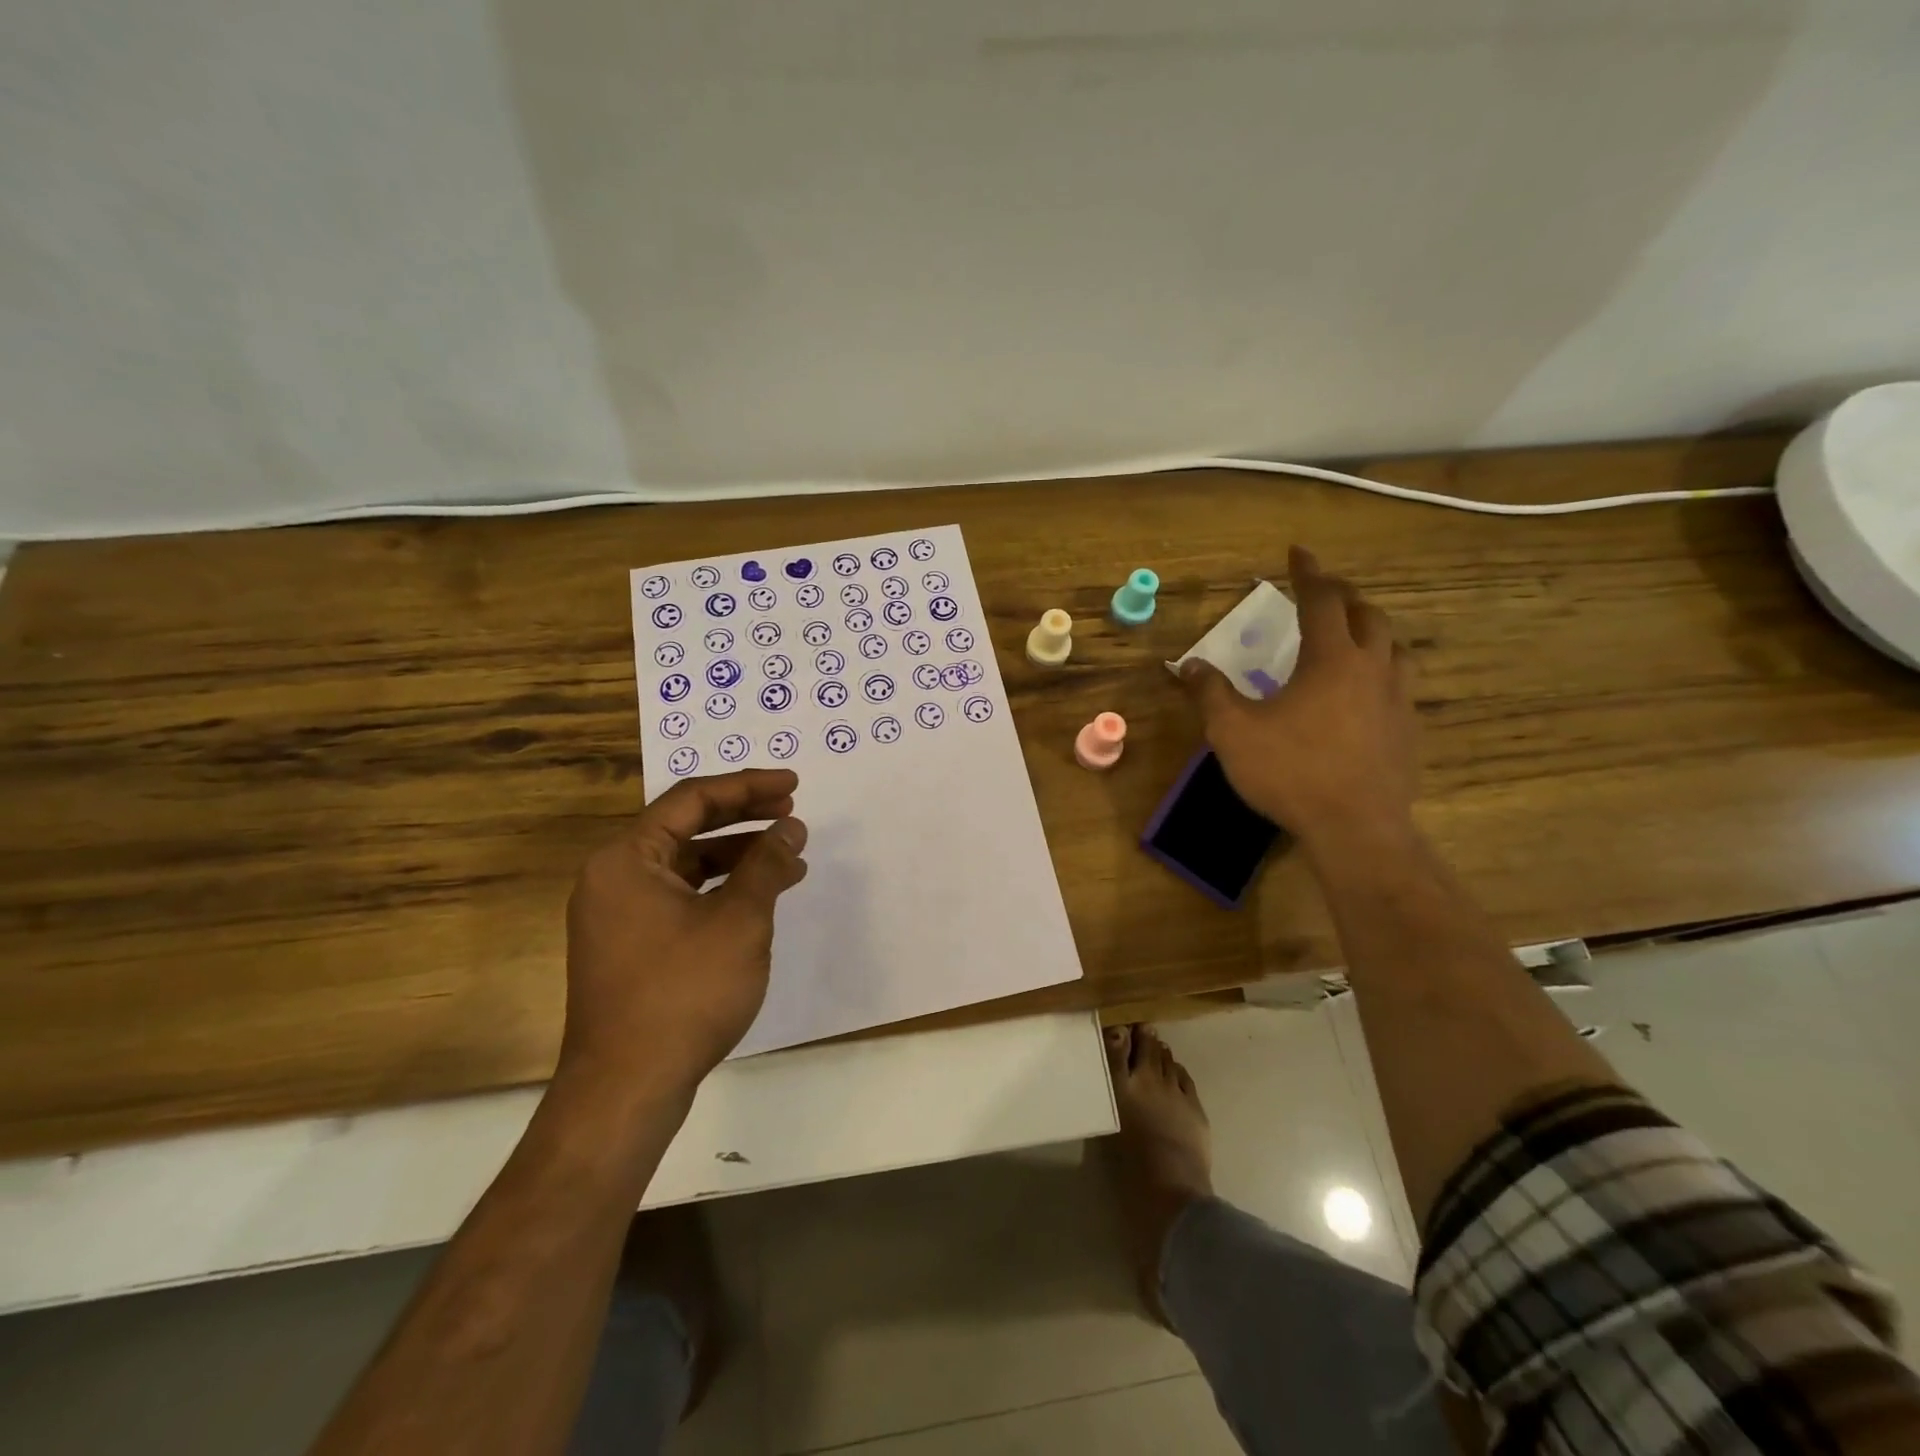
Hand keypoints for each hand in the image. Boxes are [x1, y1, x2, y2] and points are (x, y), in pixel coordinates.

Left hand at [560, 769, 808, 1105]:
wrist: (627, 1089)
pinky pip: (680, 898)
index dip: (748, 787)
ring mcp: (618, 916)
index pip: (692, 799)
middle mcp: (614, 878)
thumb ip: (766, 865)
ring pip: (686, 866)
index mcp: (627, 859)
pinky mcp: (630, 947)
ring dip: (738, 857)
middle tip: (792, 813)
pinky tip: (758, 899)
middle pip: (685, 827)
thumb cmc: (684, 992)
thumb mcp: (739, 921)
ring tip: (789, 859)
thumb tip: (790, 828)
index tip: (793, 786)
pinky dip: (721, 890)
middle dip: (744, 818)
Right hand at [1180, 547, 1416, 855]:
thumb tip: (1190, 665)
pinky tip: (1367, 691)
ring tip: (1353, 634)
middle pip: (1367, 615)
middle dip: (1343, 595)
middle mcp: (1372, 667)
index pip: (1322, 600)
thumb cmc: (1291, 771)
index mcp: (1331, 659)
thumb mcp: (1233, 732)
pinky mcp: (1409, 730)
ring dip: (1371, 630)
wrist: (1356, 828)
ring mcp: (1398, 699)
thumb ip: (1211, 693)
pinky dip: (1383, 669)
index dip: (1308, 572)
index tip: (1297, 551)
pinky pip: (1401, 683)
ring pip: (1394, 647)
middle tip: (1322, 590)